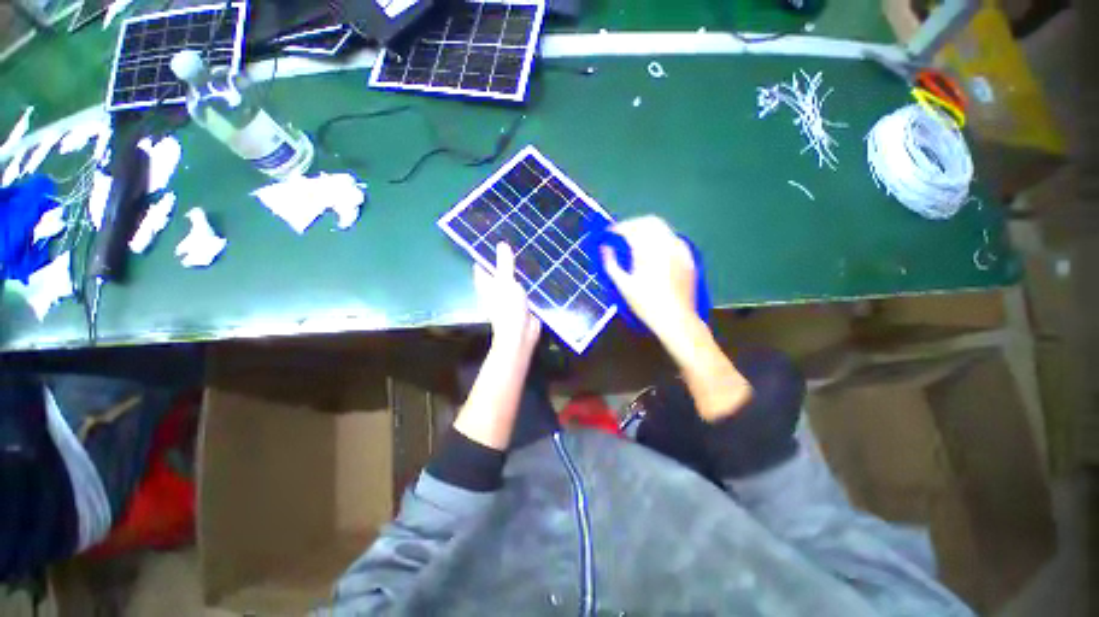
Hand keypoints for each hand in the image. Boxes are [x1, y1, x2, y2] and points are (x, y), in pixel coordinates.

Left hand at [474, 242, 540, 353]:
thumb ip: (504, 264)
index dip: (486, 252)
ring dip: (517, 270)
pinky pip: (523, 287)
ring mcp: (507, 296)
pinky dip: (527, 280)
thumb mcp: (506, 282)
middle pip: (497, 270)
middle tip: (516, 240)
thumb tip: (501, 244)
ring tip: (528, 251)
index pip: (482, 264)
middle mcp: (494, 289)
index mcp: (486, 283)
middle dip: (504, 259)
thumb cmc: (508, 308)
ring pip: (511, 278)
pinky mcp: (520, 302)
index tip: (494, 237)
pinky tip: (536, 271)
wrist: (521, 334)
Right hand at [601, 216, 698, 339]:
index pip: (632, 228)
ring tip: (636, 243)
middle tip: (622, 235)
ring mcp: (680, 250)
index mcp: (649, 251)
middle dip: (634, 224)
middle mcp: (667, 245)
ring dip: (647, 230)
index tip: (609, 233)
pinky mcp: (688, 257)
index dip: (618, 228)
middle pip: (649, 222)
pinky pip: (672, 239)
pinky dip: (660, 239)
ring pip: (662, 229)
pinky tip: (654, 252)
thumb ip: (611, 264)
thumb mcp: (623, 286)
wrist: (676, 320)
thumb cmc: (646, 305)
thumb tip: (605, 248)